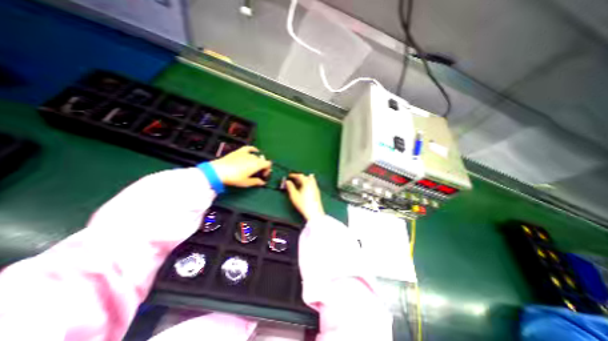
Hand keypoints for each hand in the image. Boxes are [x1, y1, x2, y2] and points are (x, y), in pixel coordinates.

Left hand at [212, 145, 272, 187]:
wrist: (219, 171)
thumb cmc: (234, 178)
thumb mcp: (246, 182)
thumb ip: (256, 182)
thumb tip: (262, 182)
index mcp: (257, 164)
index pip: (268, 164)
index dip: (268, 169)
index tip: (263, 175)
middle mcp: (254, 157)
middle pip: (262, 160)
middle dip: (262, 166)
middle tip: (258, 173)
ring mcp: (246, 153)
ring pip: (256, 156)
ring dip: (257, 161)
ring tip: (253, 166)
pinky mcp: (240, 151)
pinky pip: (249, 148)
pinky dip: (253, 149)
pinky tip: (255, 151)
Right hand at [284, 174, 321, 220]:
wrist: (314, 212)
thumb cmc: (303, 204)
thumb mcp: (294, 195)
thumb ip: (290, 187)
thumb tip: (287, 182)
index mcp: (306, 183)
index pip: (300, 176)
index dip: (294, 175)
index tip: (289, 176)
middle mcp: (312, 183)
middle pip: (306, 177)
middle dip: (300, 177)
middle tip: (294, 179)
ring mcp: (316, 188)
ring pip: (311, 180)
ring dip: (305, 179)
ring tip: (300, 182)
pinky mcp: (317, 192)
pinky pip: (313, 184)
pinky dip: (308, 183)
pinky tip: (306, 187)